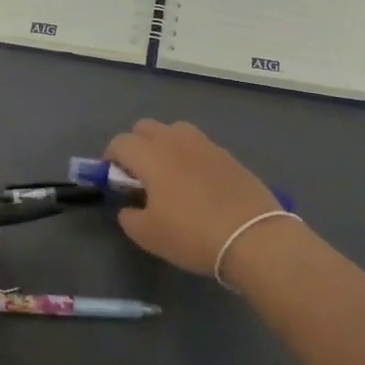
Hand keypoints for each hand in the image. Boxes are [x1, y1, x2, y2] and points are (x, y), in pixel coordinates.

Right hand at [104, 120, 280, 275]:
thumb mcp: (148, 235)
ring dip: (165, 145)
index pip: (120, 143)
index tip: (114, 180)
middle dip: (136, 145)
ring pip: (175, 131)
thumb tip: (129, 208)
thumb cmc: (192, 234)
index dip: (110, 159)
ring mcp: (205, 145)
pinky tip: (198, 184)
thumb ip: (129, 217)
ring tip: (170, 175)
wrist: (253, 237)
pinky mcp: (228, 155)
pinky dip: (191, 157)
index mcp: (151, 155)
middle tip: (139, 175)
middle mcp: (175, 141)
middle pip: (145, 127)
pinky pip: (200, 146)